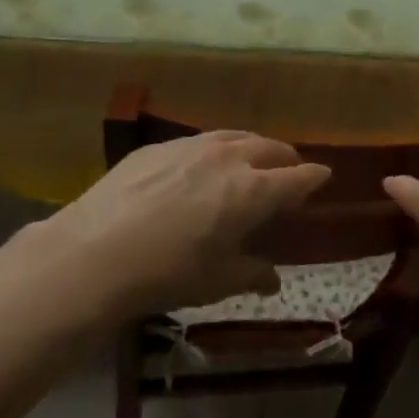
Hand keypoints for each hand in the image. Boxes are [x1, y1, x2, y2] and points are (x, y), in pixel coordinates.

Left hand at [43, 132, 330, 319]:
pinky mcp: (160, 146)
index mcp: (253, 191)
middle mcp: (230, 158)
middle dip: (286, 159)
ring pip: (236, 136)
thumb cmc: (168, 272)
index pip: (299, 177)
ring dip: (251, 148)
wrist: (95, 252)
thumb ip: (252, 273)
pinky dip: (215, 151)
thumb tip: (273, 280)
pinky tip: (200, 169)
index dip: (315, 178)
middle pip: (271, 148)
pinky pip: (200, 141)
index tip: (323, 178)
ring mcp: (193, 146)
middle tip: (287, 173)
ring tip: (249, 162)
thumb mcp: (217, 281)